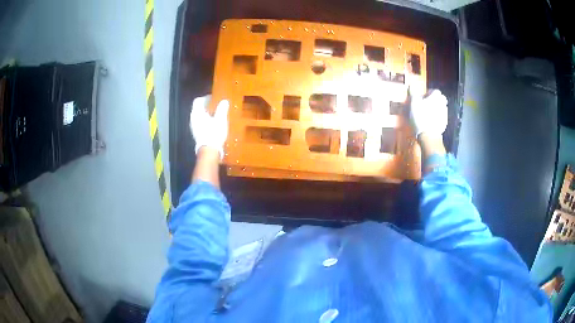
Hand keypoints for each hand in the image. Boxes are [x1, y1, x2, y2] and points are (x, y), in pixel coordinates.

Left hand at [190, 95, 229, 158]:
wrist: (209, 150)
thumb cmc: (214, 132)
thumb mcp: (220, 119)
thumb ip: (222, 109)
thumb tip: (224, 101)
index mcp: (197, 113)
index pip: (198, 101)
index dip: (205, 98)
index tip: (214, 98)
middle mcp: (193, 119)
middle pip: (198, 108)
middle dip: (207, 106)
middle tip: (217, 105)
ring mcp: (193, 127)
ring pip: (199, 116)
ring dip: (207, 114)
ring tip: (217, 114)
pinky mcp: (196, 134)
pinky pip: (200, 123)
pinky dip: (206, 121)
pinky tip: (214, 124)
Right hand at [409, 89, 447, 137]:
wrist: (428, 136)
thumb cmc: (420, 116)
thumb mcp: (413, 103)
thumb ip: (413, 93)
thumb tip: (411, 85)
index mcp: (436, 97)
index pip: (435, 91)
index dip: (429, 93)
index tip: (424, 97)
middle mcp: (443, 104)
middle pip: (440, 99)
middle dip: (434, 101)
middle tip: (426, 105)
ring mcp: (445, 115)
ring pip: (441, 108)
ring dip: (436, 109)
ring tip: (428, 114)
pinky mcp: (444, 124)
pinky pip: (441, 118)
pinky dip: (437, 118)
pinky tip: (430, 122)